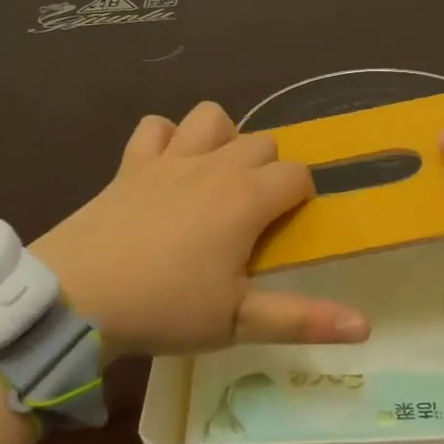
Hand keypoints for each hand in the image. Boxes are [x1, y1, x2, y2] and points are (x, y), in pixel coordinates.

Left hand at [32, 101, 368, 355]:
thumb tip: (366, 326)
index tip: (286, 228)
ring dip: (224, 139)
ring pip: (213, 117)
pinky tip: (167, 166)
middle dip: (270, 170)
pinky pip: (155, 126)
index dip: (302, 196)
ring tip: (217, 177)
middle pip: (262, 142)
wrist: (76, 296)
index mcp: (246, 199)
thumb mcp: (237, 322)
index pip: (297, 175)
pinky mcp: (131, 163)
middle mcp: (214, 166)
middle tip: (254, 215)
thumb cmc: (165, 309)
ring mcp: (170, 159)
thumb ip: (303, 320)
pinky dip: (166, 138)